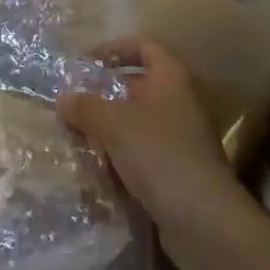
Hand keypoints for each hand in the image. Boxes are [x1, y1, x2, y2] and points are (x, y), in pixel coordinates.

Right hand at [57, 38, 250, 248]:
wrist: (206, 223)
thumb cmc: (160, 156)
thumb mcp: (113, 125)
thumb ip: (85, 107)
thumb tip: (63, 100)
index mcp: (172, 79)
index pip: (145, 46)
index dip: (115, 48)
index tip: (87, 62)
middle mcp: (181, 103)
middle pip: (139, 86)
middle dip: (106, 94)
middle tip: (76, 103)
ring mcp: (183, 140)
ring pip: (139, 123)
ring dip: (110, 129)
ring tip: (80, 138)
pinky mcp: (179, 172)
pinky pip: (144, 153)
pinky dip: (122, 157)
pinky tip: (99, 171)